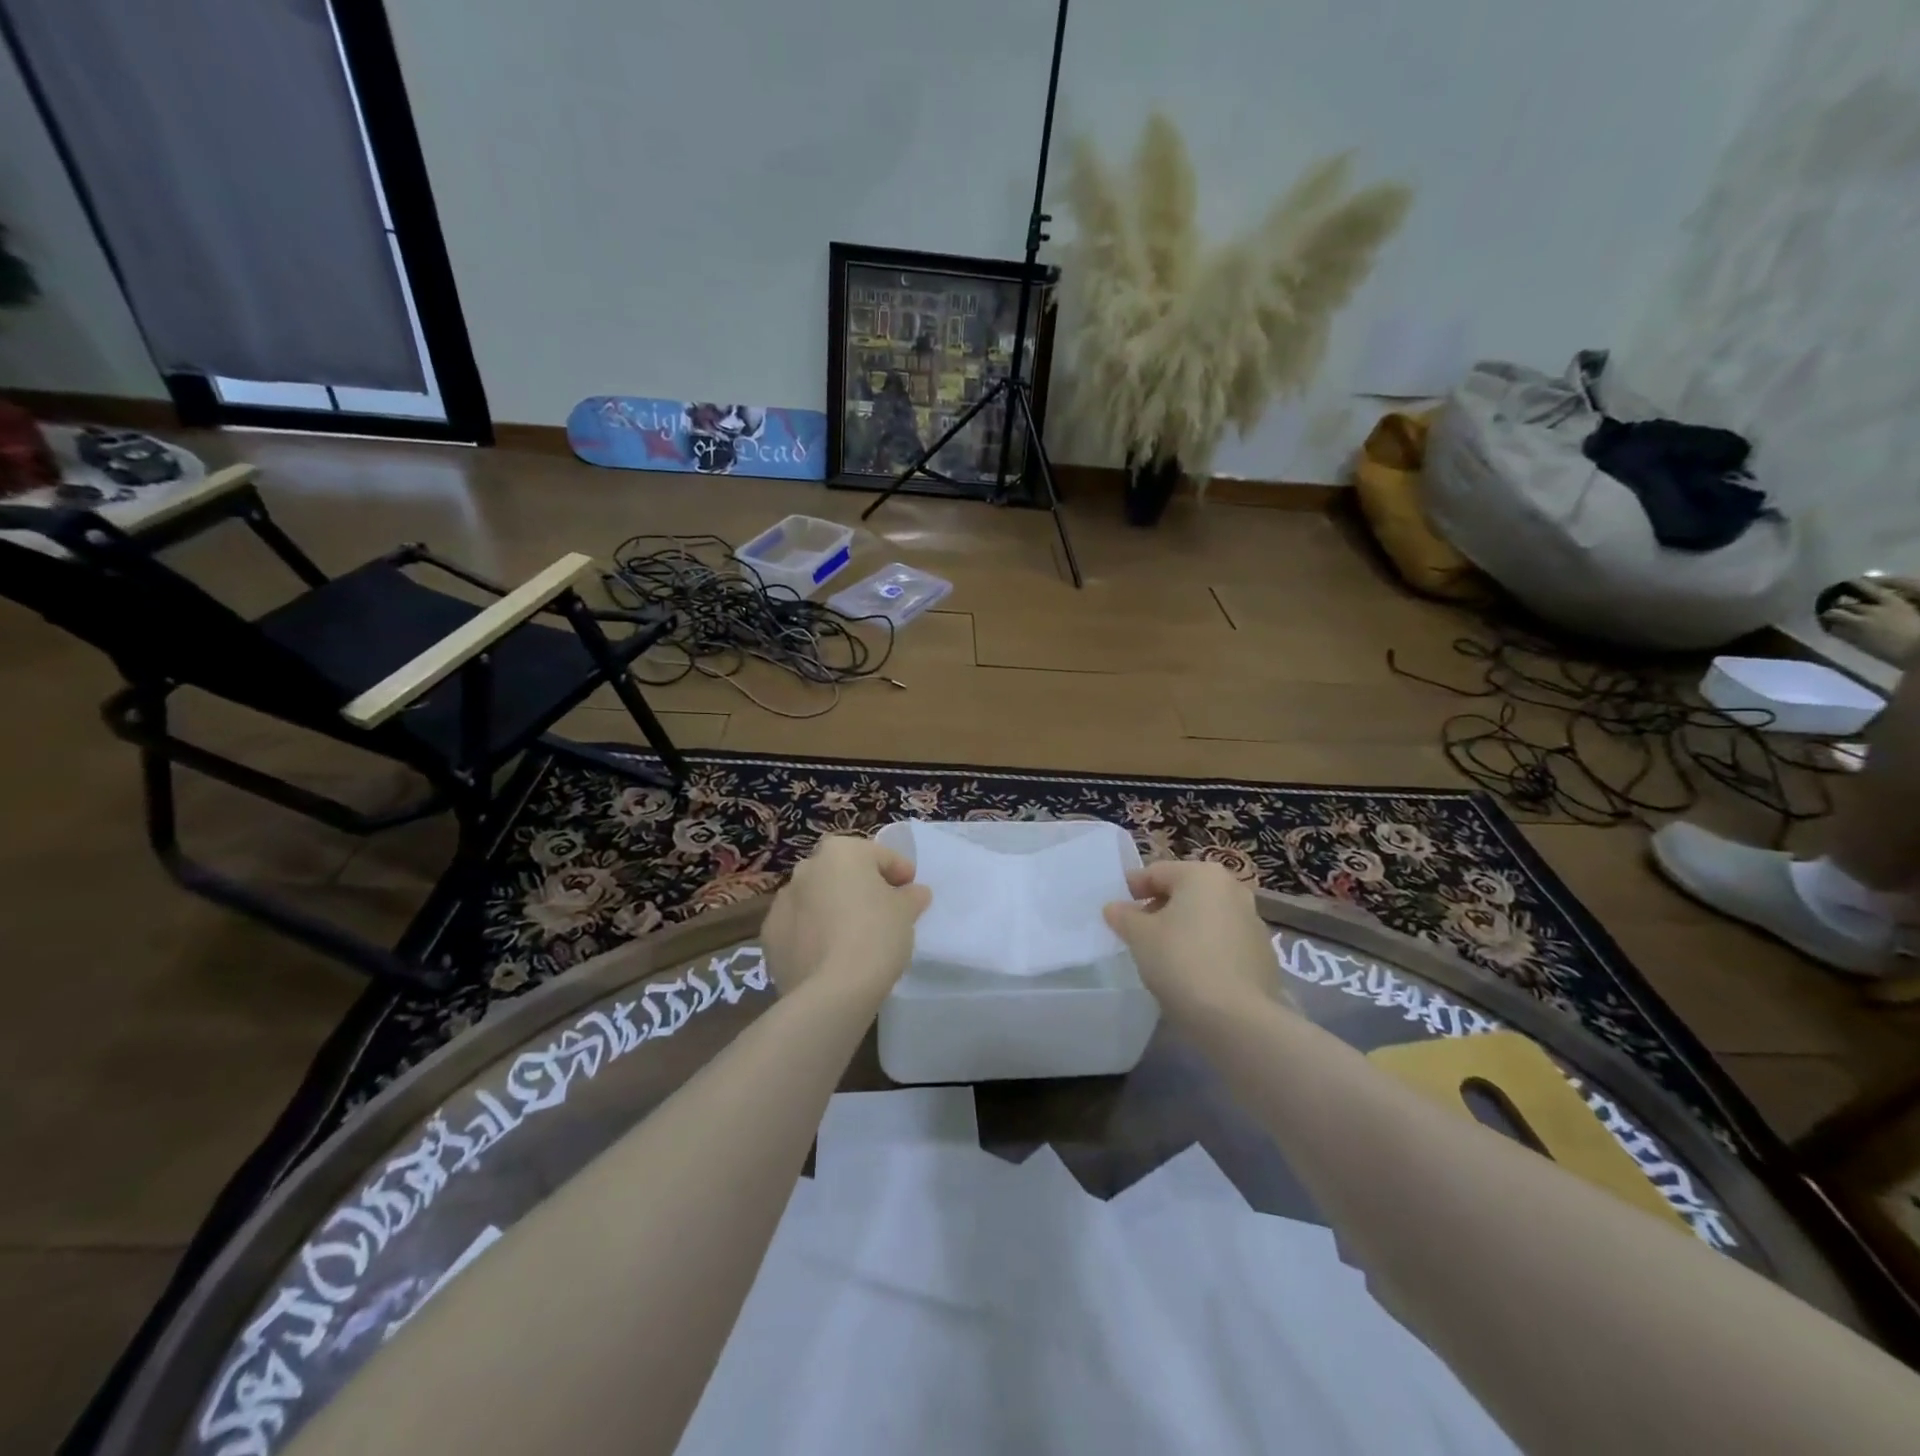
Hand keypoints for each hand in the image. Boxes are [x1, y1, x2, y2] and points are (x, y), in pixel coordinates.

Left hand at [763, 835, 931, 1002]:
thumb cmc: (876, 936)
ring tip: (854, 937)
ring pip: (817, 899)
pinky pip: (800, 926)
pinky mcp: (769, 935)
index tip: (912, 892)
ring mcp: (782, 901)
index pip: (880, 856)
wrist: (831, 991)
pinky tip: (830, 955)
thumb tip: (914, 892)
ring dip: (834, 908)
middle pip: (844, 873)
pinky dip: (813, 933)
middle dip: (862, 887)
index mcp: (841, 852)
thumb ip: (911, 896)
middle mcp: (807, 867)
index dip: (900, 872)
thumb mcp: (906, 912)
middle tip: (884, 912)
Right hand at [1103, 860, 1283, 1018]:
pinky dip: (1205, 950)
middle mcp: (1233, 890)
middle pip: (1185, 892)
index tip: (1115, 910)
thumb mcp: (1139, 936)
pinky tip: (1191, 975)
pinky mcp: (1264, 956)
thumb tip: (1115, 908)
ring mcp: (1254, 923)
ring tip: (1163, 956)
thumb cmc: (1181, 961)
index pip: (1156, 872)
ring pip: (1206, 918)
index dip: (1131, 889)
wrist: (1238, 1019)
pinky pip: (1223, 944)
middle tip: (1137, 933)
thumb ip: (1123, 916)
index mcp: (1203, 875)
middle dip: (1159, 908)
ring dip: (1184, 929)